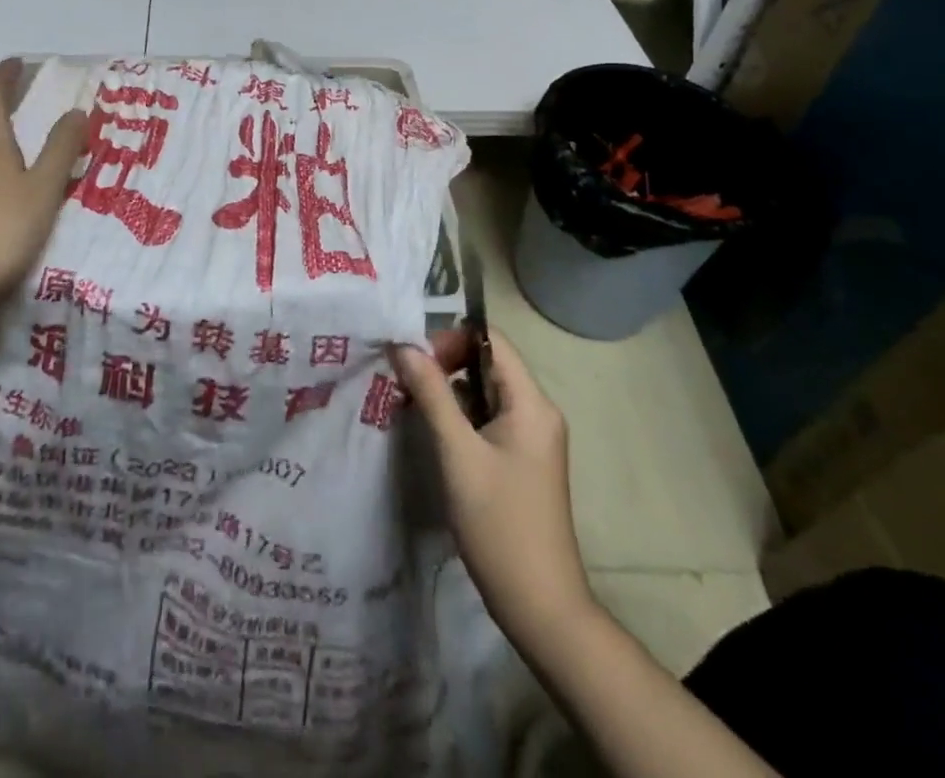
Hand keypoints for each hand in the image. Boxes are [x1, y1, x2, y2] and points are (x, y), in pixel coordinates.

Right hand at [391, 332, 590, 642]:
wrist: (540, 607)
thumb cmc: (499, 524)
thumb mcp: (458, 454)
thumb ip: (432, 394)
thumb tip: (404, 346)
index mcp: (531, 403)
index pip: (491, 340)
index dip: (451, 338)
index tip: (414, 359)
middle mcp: (537, 411)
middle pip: (487, 362)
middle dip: (445, 363)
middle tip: (406, 382)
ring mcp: (531, 437)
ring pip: (484, 391)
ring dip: (448, 390)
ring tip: (411, 403)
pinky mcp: (521, 459)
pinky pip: (487, 418)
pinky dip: (459, 415)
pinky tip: (433, 431)